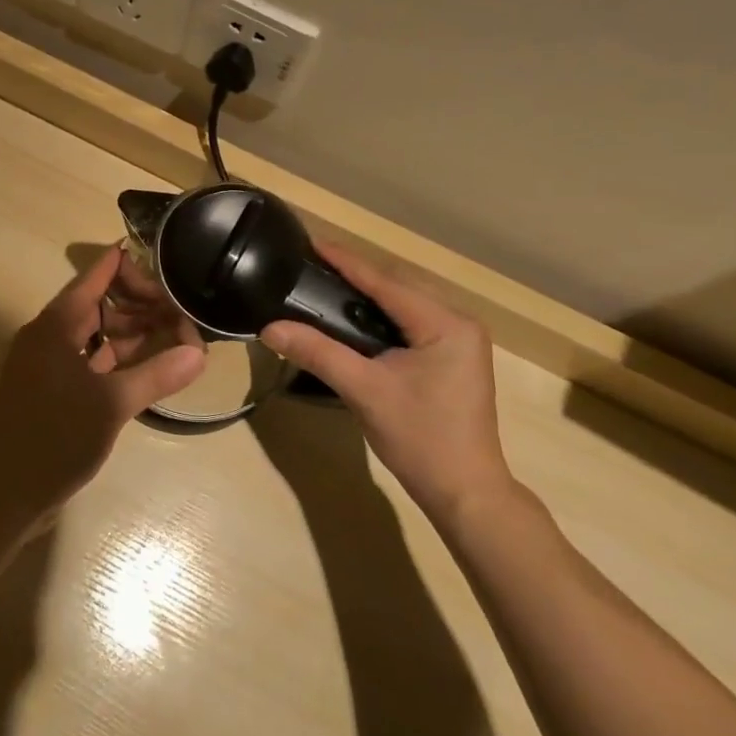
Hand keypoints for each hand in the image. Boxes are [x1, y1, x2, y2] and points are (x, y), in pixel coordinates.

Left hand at [0, 247, 206, 522]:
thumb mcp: (112, 405)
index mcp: (55, 325)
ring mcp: (48, 361)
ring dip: (130, 331)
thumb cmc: (56, 438)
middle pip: (97, 303)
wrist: (7, 492)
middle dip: (138, 303)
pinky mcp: (52, 386)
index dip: (128, 266)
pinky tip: (148, 363)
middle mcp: (49, 335)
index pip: (94, 277)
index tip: (164, 261)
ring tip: (173, 333)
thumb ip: (156, 375)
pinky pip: (89, 357)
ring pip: (95, 332)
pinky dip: (117, 356)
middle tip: (179, 309)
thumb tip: (199, 353)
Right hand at [260, 243, 509, 529]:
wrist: (466, 493)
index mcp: (445, 323)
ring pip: (405, 305)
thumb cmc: (420, 438)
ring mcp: (460, 341)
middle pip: (397, 288)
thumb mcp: (364, 390)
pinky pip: (412, 322)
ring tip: (327, 283)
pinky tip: (354, 317)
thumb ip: (318, 352)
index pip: (385, 283)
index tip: (312, 242)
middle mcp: (458, 322)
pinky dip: (382, 316)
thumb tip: (269, 328)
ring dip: (368, 295)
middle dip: (356, 275)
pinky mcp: (454, 357)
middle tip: (312, 264)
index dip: (346, 262)